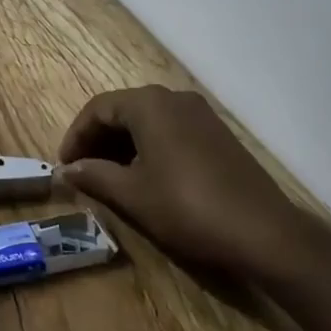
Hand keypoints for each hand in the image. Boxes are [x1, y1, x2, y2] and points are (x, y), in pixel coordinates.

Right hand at [57, 86, 316, 282]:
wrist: (265, 232)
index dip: (76, 136)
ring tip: (111, 177)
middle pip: (123, 110)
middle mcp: (173, 98)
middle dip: (99, 139)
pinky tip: (148, 176)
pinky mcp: (217, 134)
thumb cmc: (188, 207)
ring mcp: (200, 114)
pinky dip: (150, 147)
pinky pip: (171, 130)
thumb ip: (95, 176)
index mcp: (149, 104)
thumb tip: (67, 170)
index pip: (98, 108)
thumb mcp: (133, 195)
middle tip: (84, 171)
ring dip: (124, 144)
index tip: (65, 165)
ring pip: (148, 121)